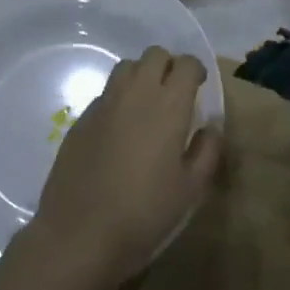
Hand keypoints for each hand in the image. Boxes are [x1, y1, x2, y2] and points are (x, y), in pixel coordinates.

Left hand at [30, 47, 221, 289]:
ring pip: (127, 67)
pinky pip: (106, 93)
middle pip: (155, 55)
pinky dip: (118, 99)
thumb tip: (210, 127)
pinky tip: (119, 129)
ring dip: (141, 75)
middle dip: (168, 66)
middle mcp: (136, 93)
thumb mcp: (191, 190)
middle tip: (174, 93)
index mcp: (168, 105)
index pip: (186, 64)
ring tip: (146, 104)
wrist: (79, 234)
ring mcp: (105, 103)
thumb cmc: (144, 213)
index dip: (195, 70)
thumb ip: (207, 152)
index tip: (199, 87)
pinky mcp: (81, 118)